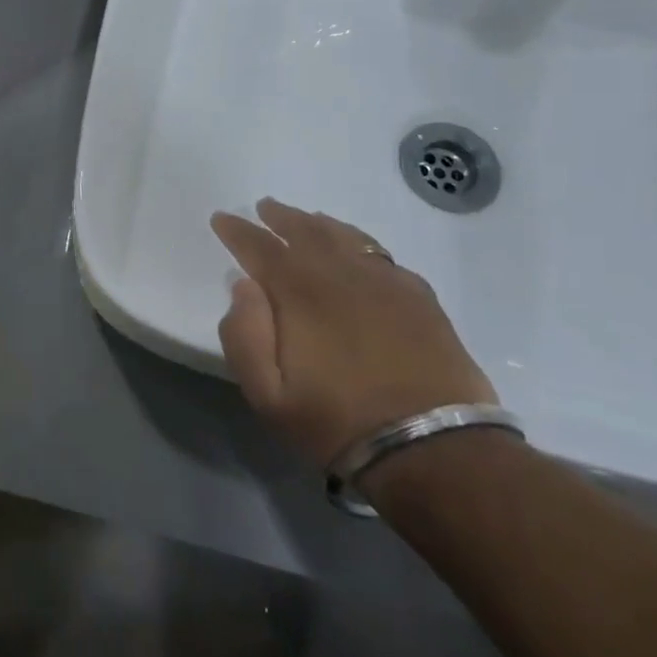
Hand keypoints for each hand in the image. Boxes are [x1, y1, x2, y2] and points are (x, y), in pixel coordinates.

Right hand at [210, 199, 497, 468]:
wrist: (434, 449)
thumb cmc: (338, 422)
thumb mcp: (268, 395)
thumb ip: (244, 336)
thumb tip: (243, 286)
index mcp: (300, 292)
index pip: (260, 247)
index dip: (237, 231)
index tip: (222, 218)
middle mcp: (341, 274)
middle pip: (305, 230)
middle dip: (279, 217)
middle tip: (263, 208)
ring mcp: (385, 282)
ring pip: (345, 236)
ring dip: (319, 224)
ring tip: (306, 219)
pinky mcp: (419, 298)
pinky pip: (381, 255)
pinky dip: (359, 243)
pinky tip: (357, 251)